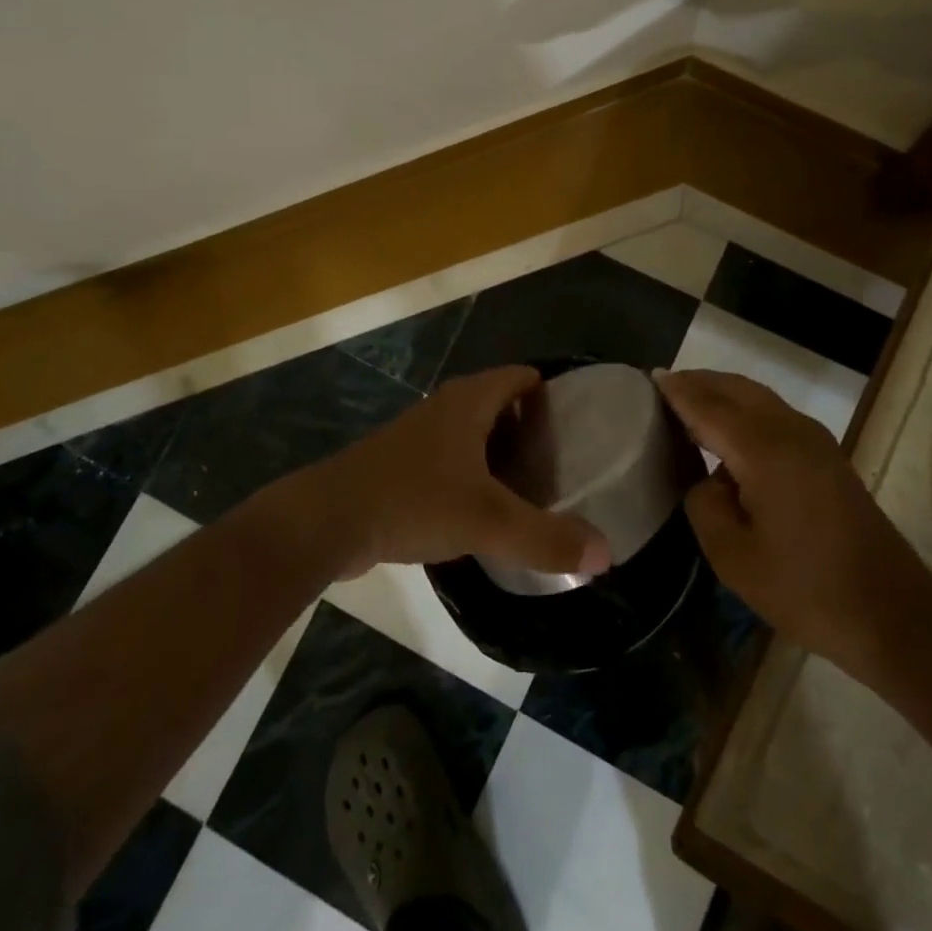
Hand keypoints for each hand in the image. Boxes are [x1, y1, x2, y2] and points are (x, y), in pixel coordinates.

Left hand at [300, 366, 612, 580]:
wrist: (326, 521)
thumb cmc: (412, 501)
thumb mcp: (487, 521)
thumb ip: (546, 538)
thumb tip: (605, 553)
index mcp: (468, 402)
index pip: (520, 377)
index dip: (551, 391)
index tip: (580, 423)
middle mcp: (444, 408)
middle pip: (499, 403)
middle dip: (531, 426)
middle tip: (564, 460)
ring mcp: (418, 436)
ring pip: (472, 432)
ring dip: (500, 451)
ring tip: (533, 485)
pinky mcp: (400, 465)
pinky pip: (450, 458)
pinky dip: (473, 473)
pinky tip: (484, 509)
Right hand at [655, 368, 931, 680]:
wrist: (893, 614)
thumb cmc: (807, 589)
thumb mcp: (734, 558)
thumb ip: (705, 505)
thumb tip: (708, 480)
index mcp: (764, 450)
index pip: (709, 406)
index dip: (678, 391)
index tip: (650, 377)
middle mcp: (790, 431)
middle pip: (736, 389)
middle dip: (700, 382)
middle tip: (665, 386)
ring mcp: (815, 441)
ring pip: (758, 397)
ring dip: (724, 393)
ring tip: (690, 401)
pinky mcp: (827, 456)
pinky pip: (775, 413)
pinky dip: (744, 408)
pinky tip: (729, 430)